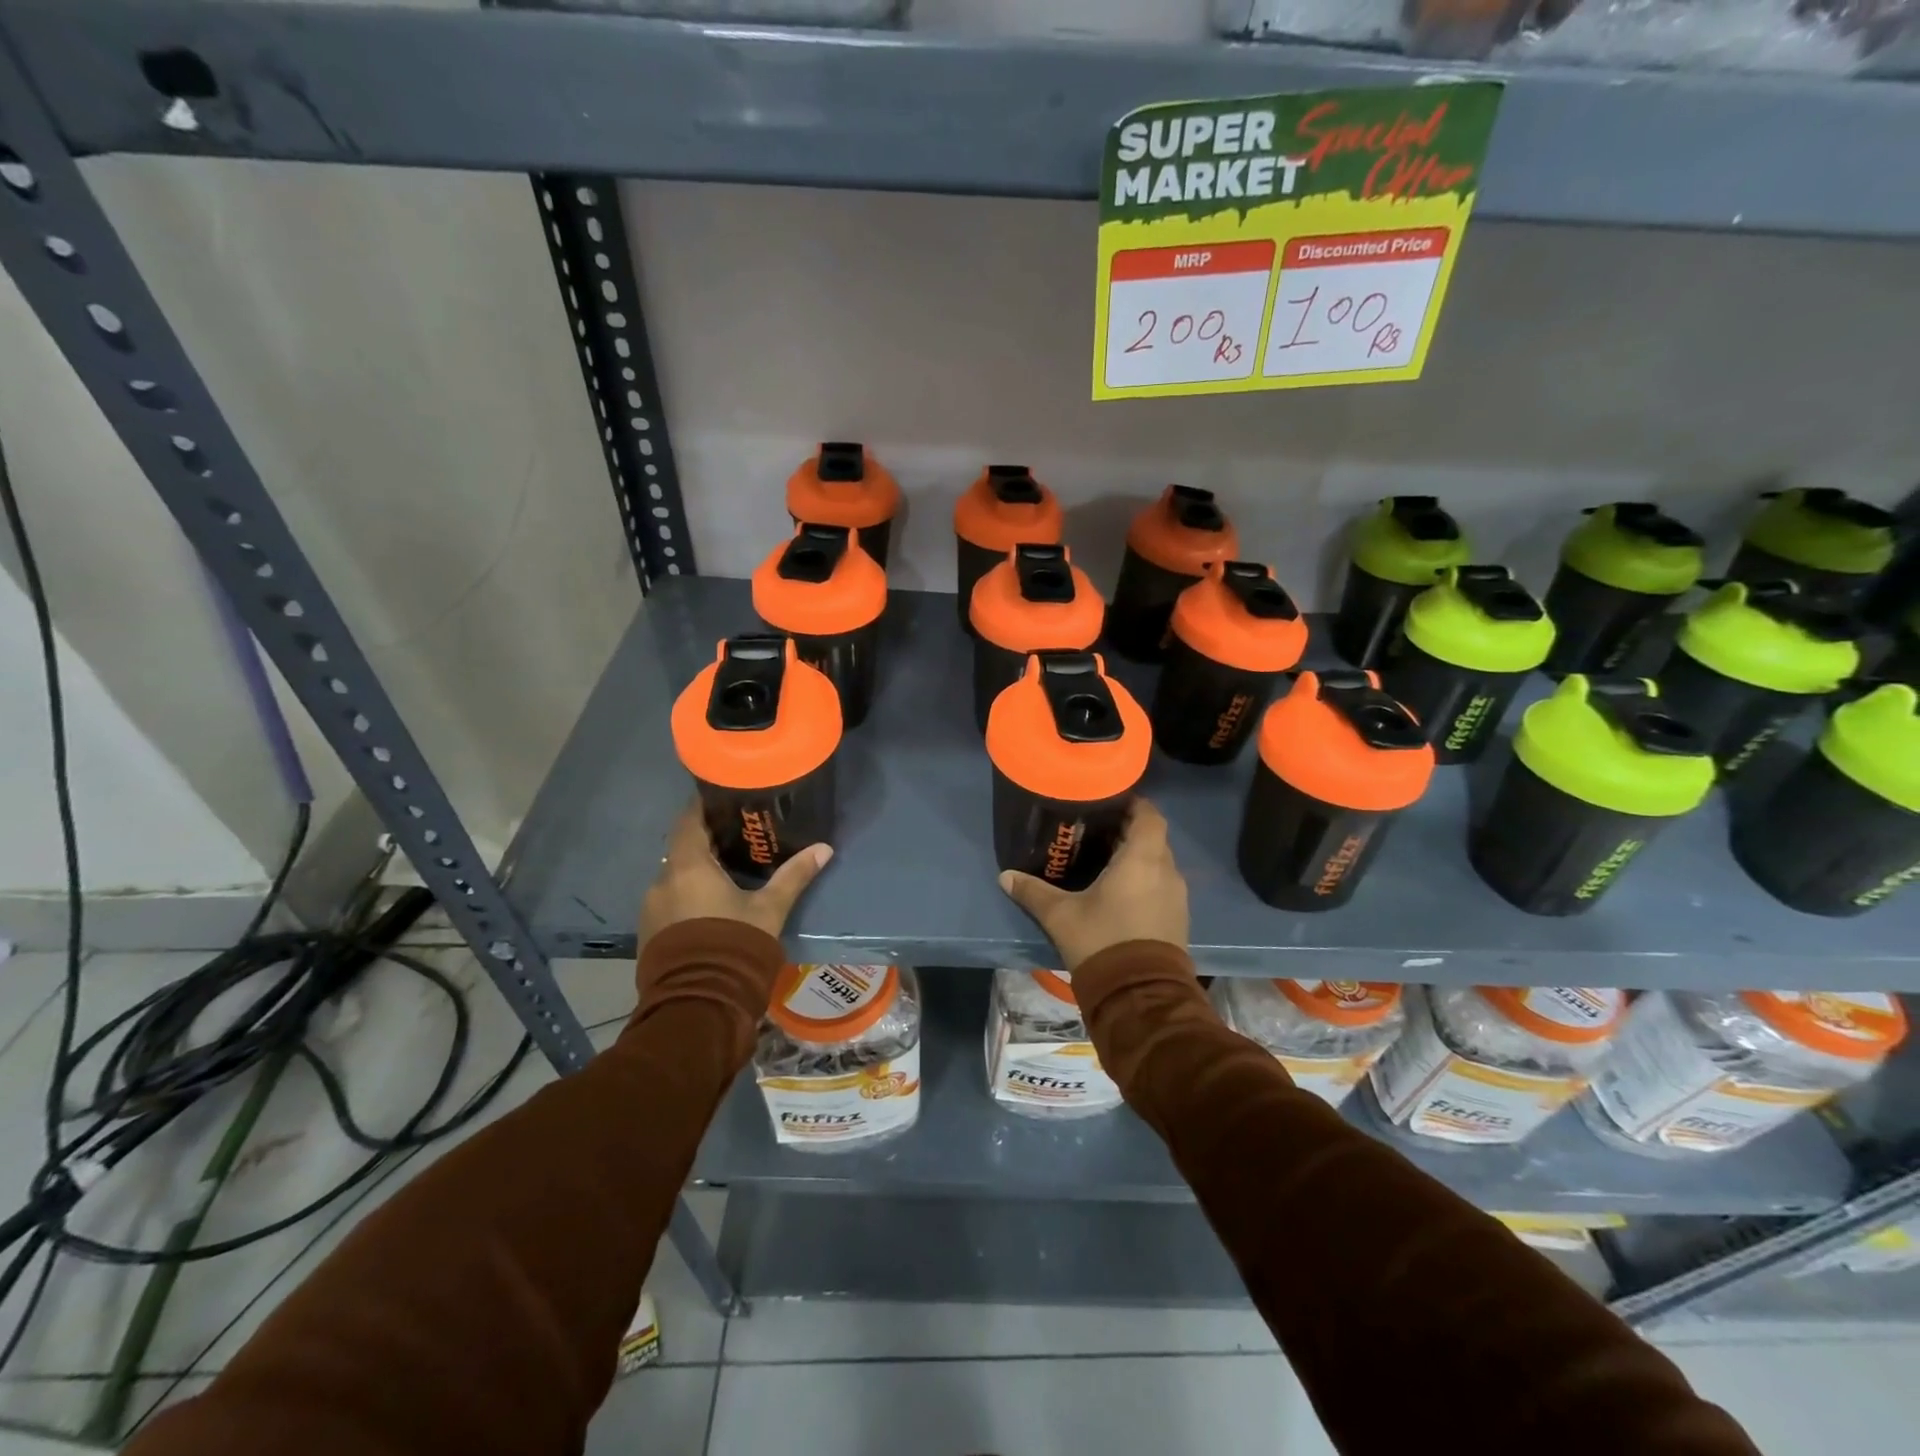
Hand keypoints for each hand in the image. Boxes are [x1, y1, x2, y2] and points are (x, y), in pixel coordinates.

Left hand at [638, 802, 833, 948]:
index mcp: (688, 866)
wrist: (698, 1004)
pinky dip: (687, 894)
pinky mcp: (650, 933)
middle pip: (682, 848)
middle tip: (737, 835)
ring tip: (727, 872)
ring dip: (696, 871)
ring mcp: (651, 909)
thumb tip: (824, 848)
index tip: (724, 799)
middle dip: (706, 840)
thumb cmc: (734, 944)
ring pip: (675, 877)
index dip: (703, 806)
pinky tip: (711, 904)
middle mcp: (662, 881)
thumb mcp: (769, 909)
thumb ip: (793, 876)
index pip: (688, 820)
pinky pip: (669, 900)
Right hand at [998, 799, 1188, 971]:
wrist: (1140, 996)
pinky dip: (1145, 880)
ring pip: (1159, 863)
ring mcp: (1176, 896)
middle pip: (1153, 837)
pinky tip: (1120, 892)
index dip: (1133, 804)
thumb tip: (1004, 876)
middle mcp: (1166, 870)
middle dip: (1129, 831)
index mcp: (1142, 858)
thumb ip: (1033, 892)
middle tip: (1097, 831)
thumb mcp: (1061, 915)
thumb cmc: (1102, 941)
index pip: (1149, 814)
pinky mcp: (1178, 918)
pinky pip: (1162, 885)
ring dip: (1137, 858)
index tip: (1109, 803)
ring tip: (1106, 860)